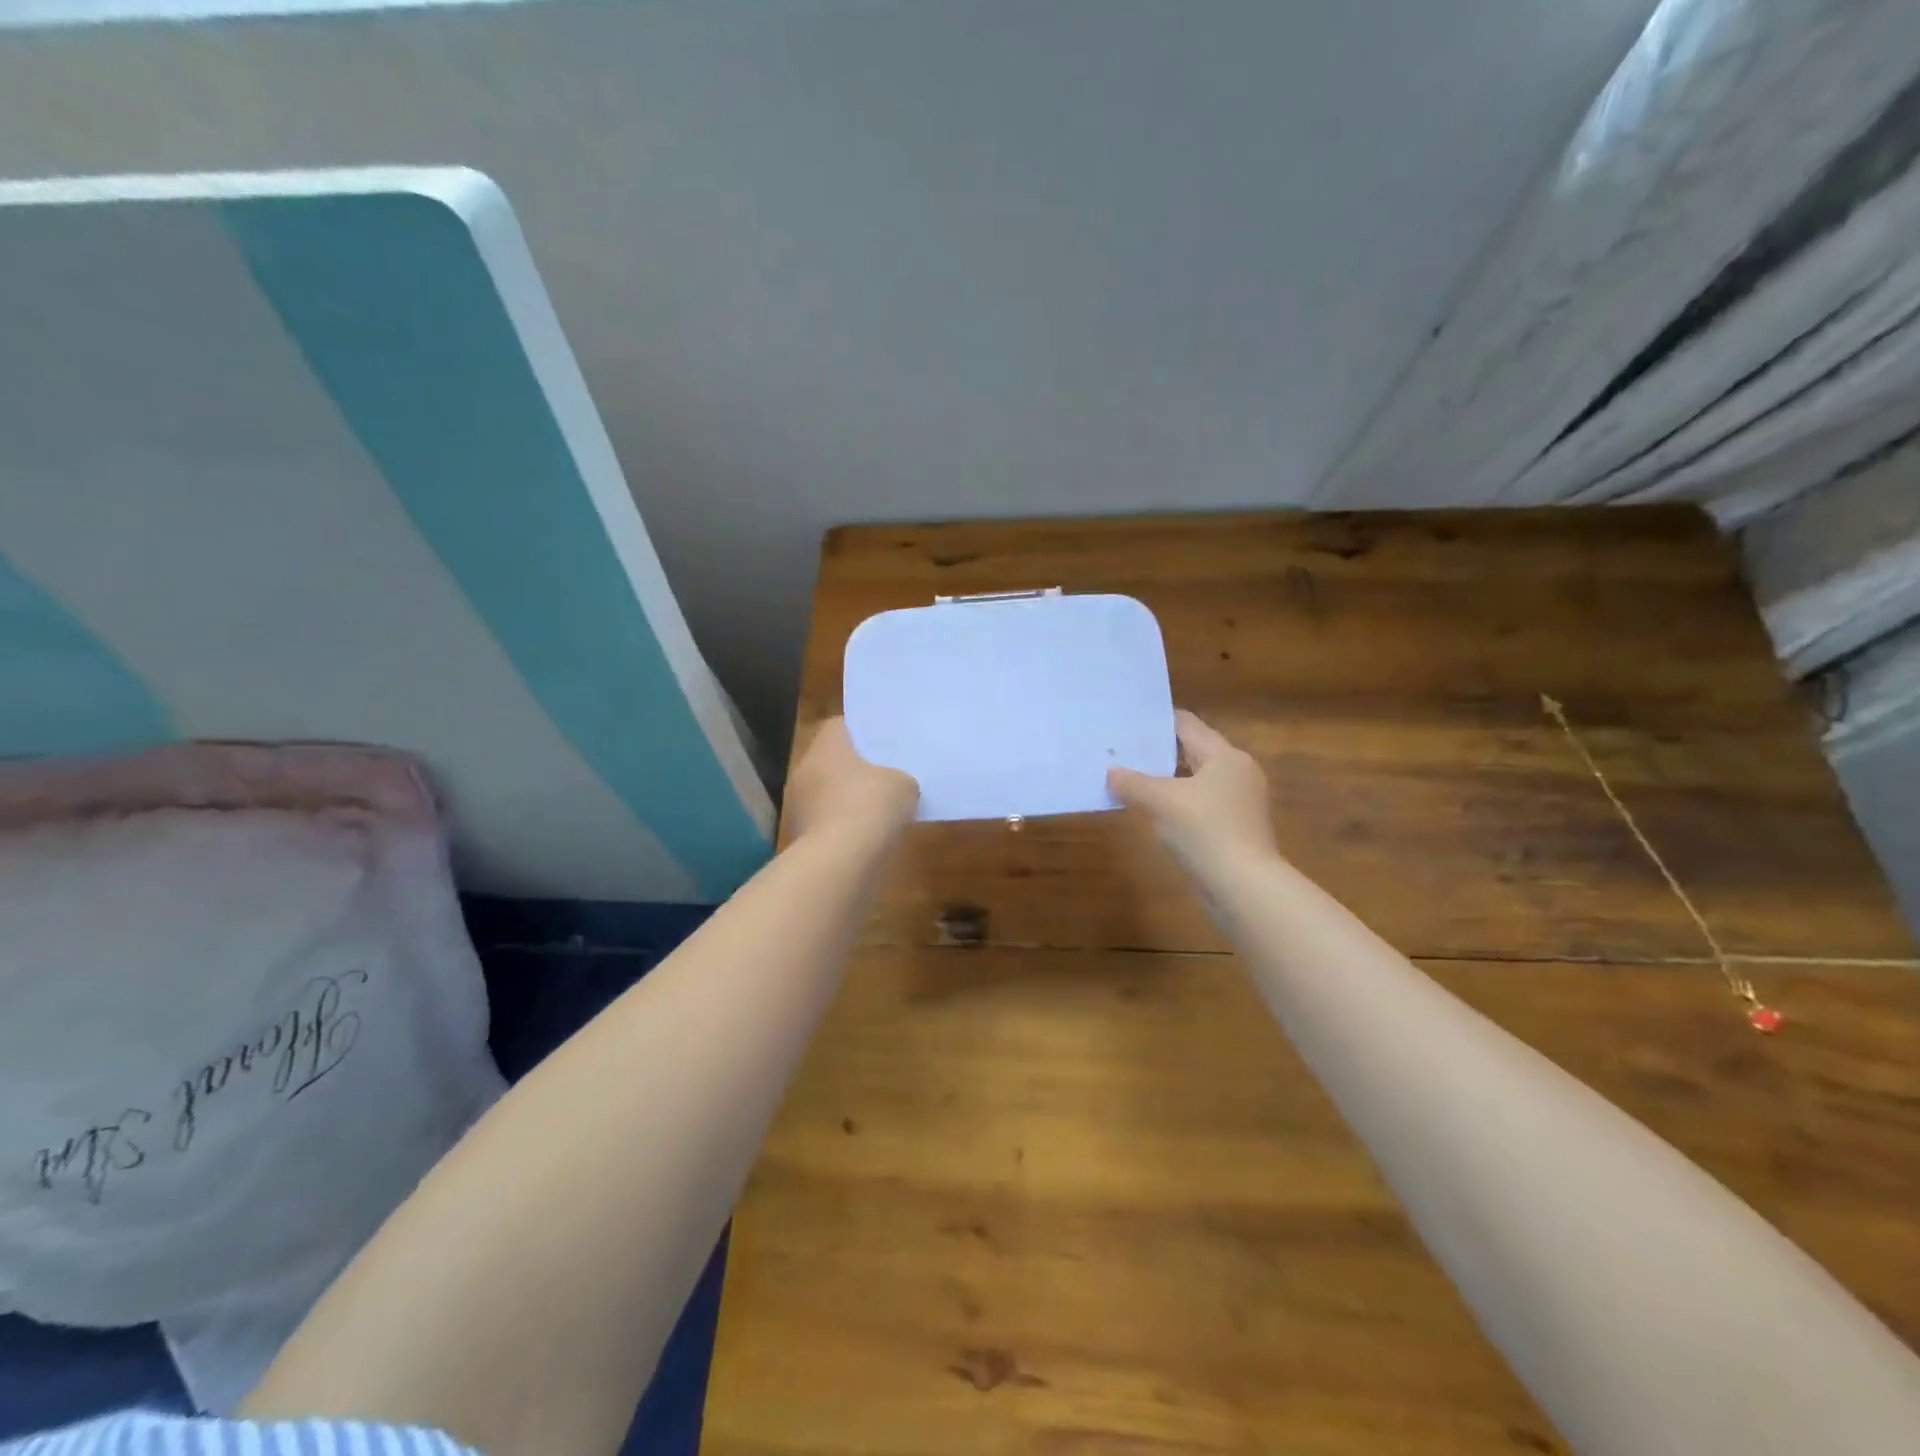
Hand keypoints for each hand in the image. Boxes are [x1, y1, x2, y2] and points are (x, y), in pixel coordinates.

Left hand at [784, 717, 919, 845]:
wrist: (841, 861)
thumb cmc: (871, 806)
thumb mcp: (903, 784)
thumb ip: (901, 777)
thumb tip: (898, 784)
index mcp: (827, 746)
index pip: (841, 725)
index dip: (864, 731)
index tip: (885, 740)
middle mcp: (806, 769)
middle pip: (834, 760)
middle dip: (858, 767)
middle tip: (887, 771)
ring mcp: (800, 804)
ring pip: (830, 792)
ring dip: (850, 798)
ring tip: (882, 806)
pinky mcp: (802, 836)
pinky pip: (829, 821)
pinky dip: (846, 825)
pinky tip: (869, 834)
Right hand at [1108, 710, 1278, 877]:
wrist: (1243, 886)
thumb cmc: (1205, 830)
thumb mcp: (1161, 801)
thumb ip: (1133, 783)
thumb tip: (1111, 773)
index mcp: (1225, 756)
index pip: (1187, 724)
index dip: (1157, 721)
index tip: (1128, 723)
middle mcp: (1237, 772)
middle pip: (1193, 751)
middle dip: (1158, 752)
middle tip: (1123, 751)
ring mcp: (1240, 802)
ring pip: (1196, 780)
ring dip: (1167, 780)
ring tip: (1131, 779)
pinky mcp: (1236, 828)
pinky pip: (1200, 804)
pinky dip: (1178, 803)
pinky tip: (1153, 811)